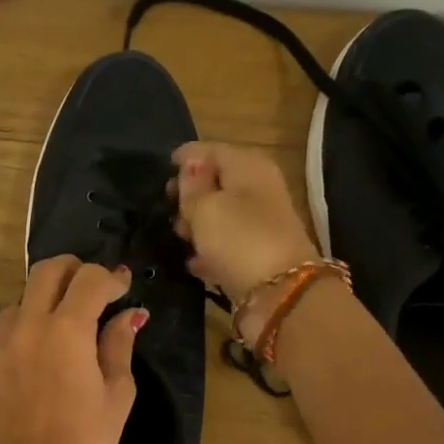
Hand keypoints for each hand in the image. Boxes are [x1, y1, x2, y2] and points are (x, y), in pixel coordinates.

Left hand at [0, 257, 144, 443]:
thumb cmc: (89, 438)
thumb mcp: (118, 391)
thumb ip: (120, 343)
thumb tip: (130, 314)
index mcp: (67, 329)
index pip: (89, 279)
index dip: (110, 277)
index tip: (122, 287)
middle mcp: (26, 327)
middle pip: (45, 272)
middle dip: (71, 269)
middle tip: (88, 285)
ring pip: (17, 305)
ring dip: (39, 307)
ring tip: (56, 330)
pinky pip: (0, 343)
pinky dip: (19, 344)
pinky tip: (31, 370)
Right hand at [171, 142, 319, 333]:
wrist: (282, 294)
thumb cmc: (238, 240)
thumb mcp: (205, 208)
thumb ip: (191, 186)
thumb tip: (190, 165)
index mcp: (248, 165)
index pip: (210, 150)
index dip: (184, 159)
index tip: (161, 172)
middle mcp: (258, 188)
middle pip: (217, 182)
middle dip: (190, 194)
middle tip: (168, 210)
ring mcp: (260, 223)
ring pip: (220, 214)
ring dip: (198, 224)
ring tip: (179, 238)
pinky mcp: (257, 253)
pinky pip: (227, 244)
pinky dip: (210, 250)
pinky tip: (194, 262)